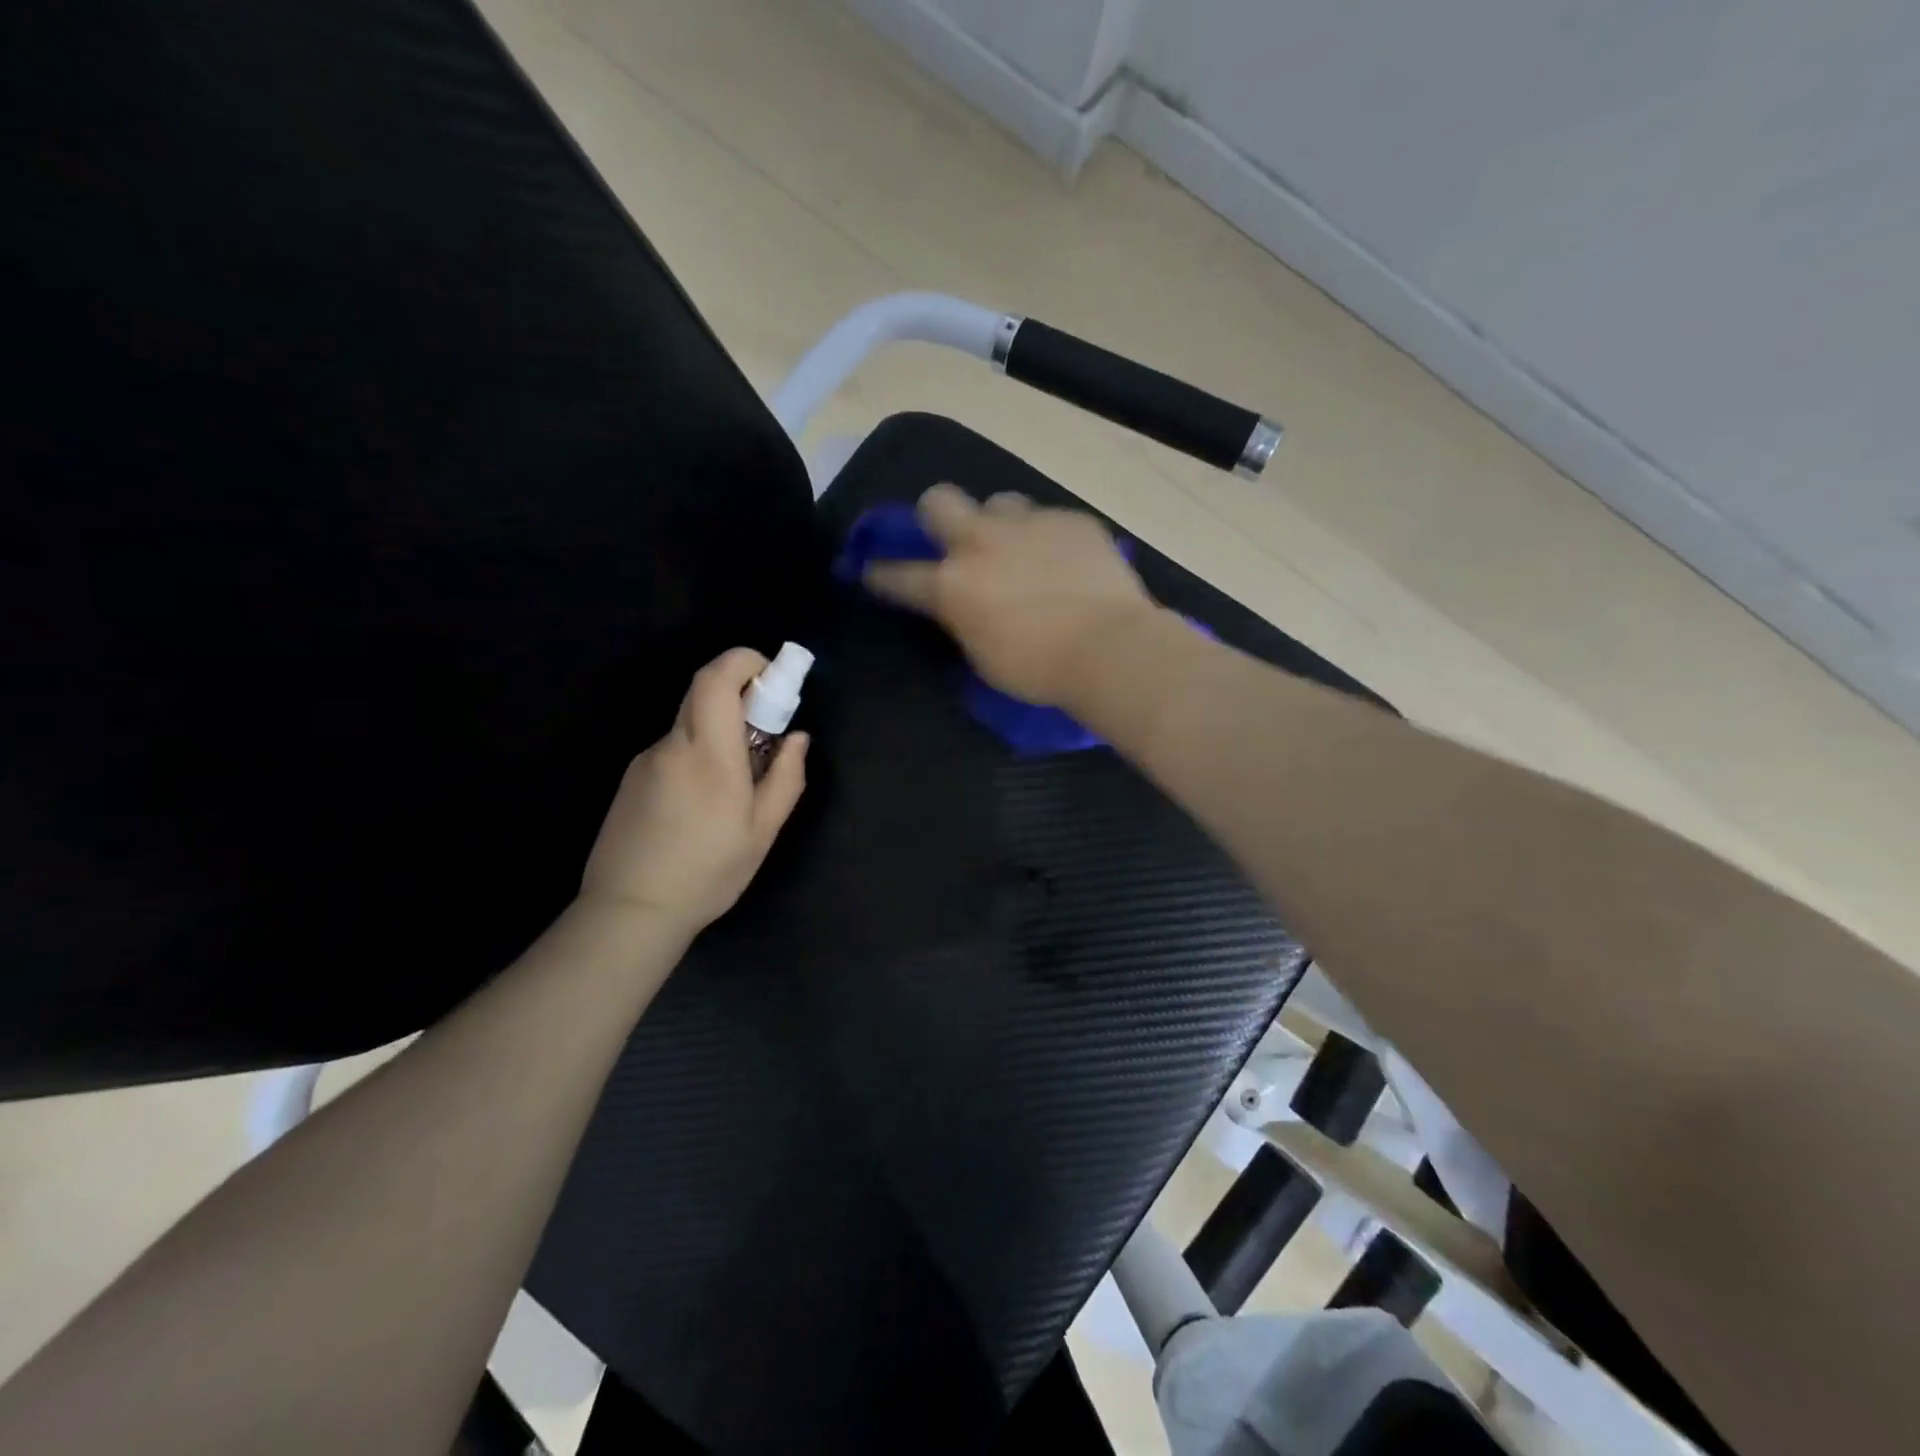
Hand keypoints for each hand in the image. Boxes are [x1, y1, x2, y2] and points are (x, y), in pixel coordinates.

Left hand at [580, 648, 807, 937]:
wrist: (630, 911)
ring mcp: (646, 761)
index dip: (744, 661)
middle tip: (766, 733)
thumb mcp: (761, 832)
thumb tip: (798, 737)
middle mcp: (672, 746)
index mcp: (709, 754)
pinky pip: (673, 750)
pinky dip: (698, 756)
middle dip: (740, 695)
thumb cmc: (708, 873)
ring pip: (690, 725)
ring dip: (719, 733)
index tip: (771, 677)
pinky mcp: (632, 779)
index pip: (716, 678)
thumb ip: (786, 777)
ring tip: (735, 788)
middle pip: (703, 693)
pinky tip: (701, 806)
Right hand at [863, 484, 1156, 706]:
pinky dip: (1049, 539)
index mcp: (952, 584)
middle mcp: (982, 542)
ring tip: (1022, 551)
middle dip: (936, 516)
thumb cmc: (1039, 669)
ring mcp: (1029, 524)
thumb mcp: (983, 656)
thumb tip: (964, 606)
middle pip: (939, 500)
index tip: (873, 571)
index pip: (898, 574)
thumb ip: (964, 620)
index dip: (881, 574)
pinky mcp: (1072, 520)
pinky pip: (1049, 520)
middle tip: (954, 540)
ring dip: (1001, 525)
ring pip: (1000, 503)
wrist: (1111, 648)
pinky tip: (1067, 564)